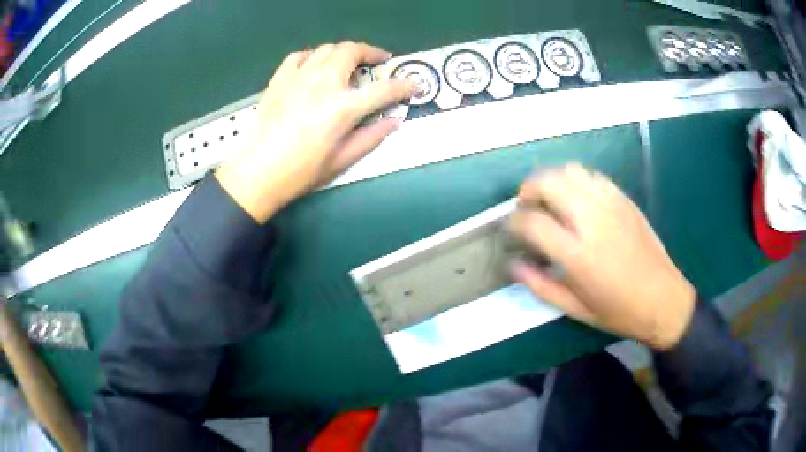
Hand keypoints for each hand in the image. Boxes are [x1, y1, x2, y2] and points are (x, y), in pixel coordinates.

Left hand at [216, 42, 415, 222]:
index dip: (403, 86)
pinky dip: (312, 57)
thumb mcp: (343, 160)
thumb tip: (394, 120)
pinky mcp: (280, 79)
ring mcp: (299, 77)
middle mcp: (324, 83)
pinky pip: (299, 57)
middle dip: (371, 52)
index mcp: (343, 107)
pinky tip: (314, 66)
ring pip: (327, 49)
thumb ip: (372, 136)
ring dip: (343, 52)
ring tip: (348, 63)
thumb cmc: (302, 171)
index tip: (413, 85)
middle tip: (378, 61)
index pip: (383, 89)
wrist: (259, 172)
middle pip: (352, 51)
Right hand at [508, 164, 695, 349]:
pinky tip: (577, 200)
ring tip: (550, 201)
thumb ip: (539, 285)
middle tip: (526, 209)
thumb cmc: (618, 311)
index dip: (513, 222)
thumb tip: (512, 263)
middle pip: (548, 182)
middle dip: (528, 190)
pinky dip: (576, 181)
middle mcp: (592, 220)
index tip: (511, 230)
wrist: (663, 299)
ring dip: (552, 181)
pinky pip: (592, 176)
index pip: (532, 221)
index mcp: (578, 254)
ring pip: (570, 171)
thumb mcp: (575, 308)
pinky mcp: (624, 199)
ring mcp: (611, 205)